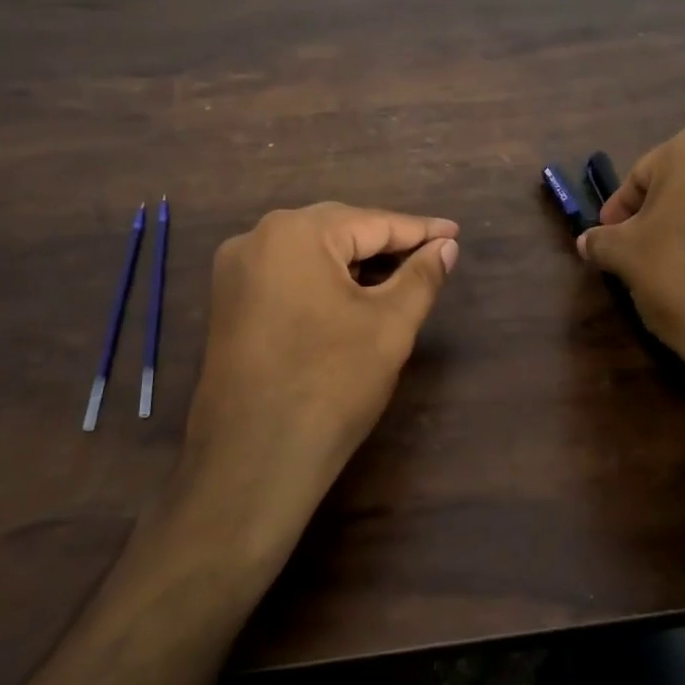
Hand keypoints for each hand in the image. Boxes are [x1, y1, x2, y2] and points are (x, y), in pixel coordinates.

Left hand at [176, 203, 459, 558]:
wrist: (253, 462)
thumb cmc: (330, 385)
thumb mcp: (389, 326)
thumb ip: (421, 277)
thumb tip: (446, 247)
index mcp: (294, 233)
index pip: (371, 222)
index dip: (419, 230)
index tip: (455, 233)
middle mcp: (256, 239)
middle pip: (337, 231)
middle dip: (385, 243)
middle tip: (431, 255)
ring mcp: (235, 272)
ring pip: (310, 253)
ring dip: (354, 263)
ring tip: (400, 276)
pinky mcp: (229, 303)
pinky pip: (287, 275)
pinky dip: (323, 280)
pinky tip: (352, 296)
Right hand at [577, 123, 684, 441]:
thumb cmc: (683, 273)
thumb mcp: (625, 255)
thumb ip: (602, 241)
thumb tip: (587, 242)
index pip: (640, 176)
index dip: (619, 210)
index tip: (607, 238)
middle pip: (679, 187)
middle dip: (654, 218)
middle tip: (634, 253)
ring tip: (668, 272)